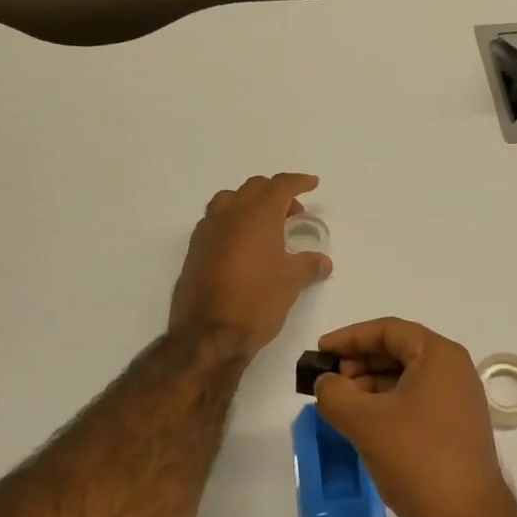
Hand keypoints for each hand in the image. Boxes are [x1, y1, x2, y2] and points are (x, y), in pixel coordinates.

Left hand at [169, 174, 331, 358]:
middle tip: (293, 214)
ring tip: (265, 226)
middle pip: (253, 188)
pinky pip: (215, 221)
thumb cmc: (257, 301)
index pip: (280, 186)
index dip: (298, 181)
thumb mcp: (291, 282)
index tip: (312, 184)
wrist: (209, 334)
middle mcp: (229, 215)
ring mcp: (207, 231)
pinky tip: (242, 246)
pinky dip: (232, 222)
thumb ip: (308, 265)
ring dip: (249, 204)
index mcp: (257, 215)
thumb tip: (322, 261)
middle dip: (276, 194)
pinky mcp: (194, 250)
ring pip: (229, 200)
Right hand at [312, 318, 516, 516]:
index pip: (389, 330)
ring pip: (405, 380)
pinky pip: (413, 405)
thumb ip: (334, 394)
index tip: (320, 352)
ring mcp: (456, 403)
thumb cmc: (417, 459)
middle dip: (359, 362)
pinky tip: (361, 426)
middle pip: (398, 352)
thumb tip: (325, 383)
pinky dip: (385, 407)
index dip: (350, 337)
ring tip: (339, 405)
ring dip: (369, 386)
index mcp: (439, 356)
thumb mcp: (365, 421)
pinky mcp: (453, 432)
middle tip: (328, 382)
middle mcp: (453, 372)